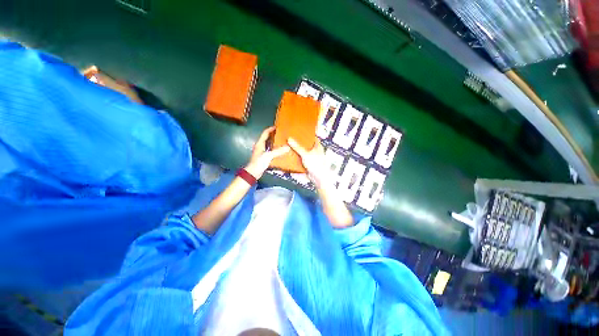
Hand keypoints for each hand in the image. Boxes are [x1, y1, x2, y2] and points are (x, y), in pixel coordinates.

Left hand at [245, 126, 289, 178]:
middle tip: (282, 134)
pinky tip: (280, 151)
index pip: (265, 133)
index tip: (277, 126)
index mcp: (260, 143)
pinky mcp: (264, 157)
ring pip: (269, 144)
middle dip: (274, 135)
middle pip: (267, 138)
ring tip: (282, 141)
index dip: (270, 129)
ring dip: (275, 142)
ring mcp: (262, 152)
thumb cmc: (259, 163)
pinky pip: (270, 150)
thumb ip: (278, 152)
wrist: (253, 173)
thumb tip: (288, 147)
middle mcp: (260, 146)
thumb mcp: (268, 156)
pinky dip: (275, 149)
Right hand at [287, 137, 328, 187]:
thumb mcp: (305, 154)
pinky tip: (291, 157)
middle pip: (307, 145)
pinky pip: (301, 160)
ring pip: (304, 153)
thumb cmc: (317, 165)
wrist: (319, 178)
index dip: (308, 134)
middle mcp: (315, 151)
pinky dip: (297, 158)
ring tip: (290, 146)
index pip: (313, 137)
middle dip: (300, 143)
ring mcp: (312, 158)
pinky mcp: (308, 164)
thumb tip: (290, 139)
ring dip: (298, 151)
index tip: (301, 131)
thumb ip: (297, 147)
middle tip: (292, 138)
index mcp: (317, 146)